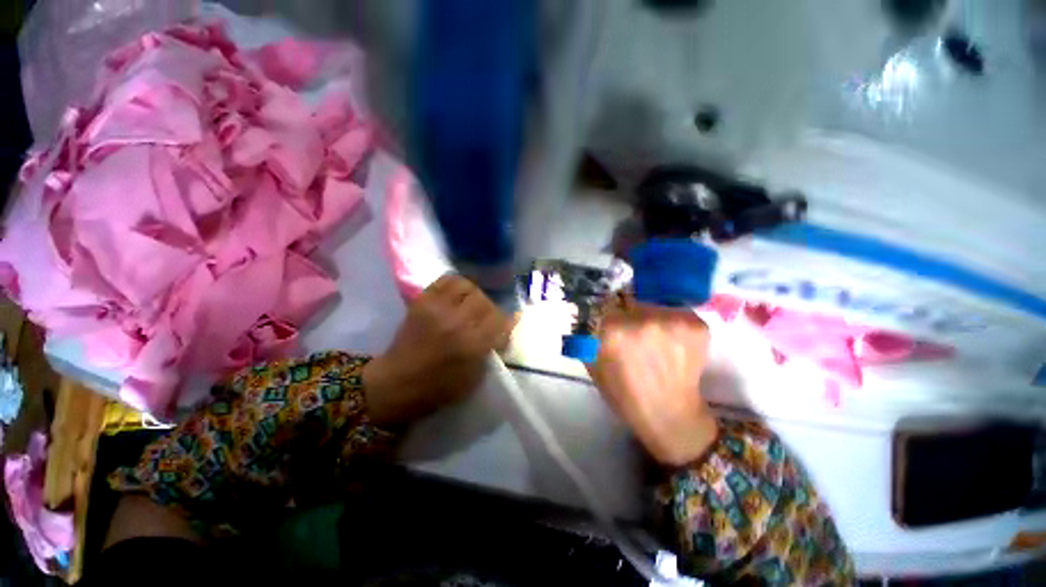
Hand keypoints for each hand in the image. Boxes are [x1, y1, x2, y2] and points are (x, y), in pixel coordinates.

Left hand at [362, 274, 513, 426]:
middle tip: (484, 319)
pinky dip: (456, 284)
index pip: (500, 319)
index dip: (505, 322)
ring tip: (470, 305)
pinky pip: (446, 280)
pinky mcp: (422, 301)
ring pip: (468, 286)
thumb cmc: (440, 387)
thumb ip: (492, 347)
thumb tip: (508, 324)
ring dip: (474, 295)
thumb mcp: (475, 376)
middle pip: (485, 300)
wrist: (397, 382)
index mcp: (472, 344)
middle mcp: (457, 322)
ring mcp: (438, 308)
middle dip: (490, 310)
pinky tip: (456, 296)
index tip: (501, 328)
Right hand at [587, 295, 718, 466]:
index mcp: (613, 330)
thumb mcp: (591, 362)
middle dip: (630, 313)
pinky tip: (673, 344)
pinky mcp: (698, 325)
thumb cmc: (623, 393)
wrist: (669, 415)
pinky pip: (678, 312)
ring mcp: (674, 321)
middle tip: (633, 333)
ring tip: (655, 339)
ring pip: (655, 305)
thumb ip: (585, 332)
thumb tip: (586, 309)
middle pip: (632, 301)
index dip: (609, 313)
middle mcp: (643, 319)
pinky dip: (674, 324)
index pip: (606, 302)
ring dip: (652, 317)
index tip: (612, 322)